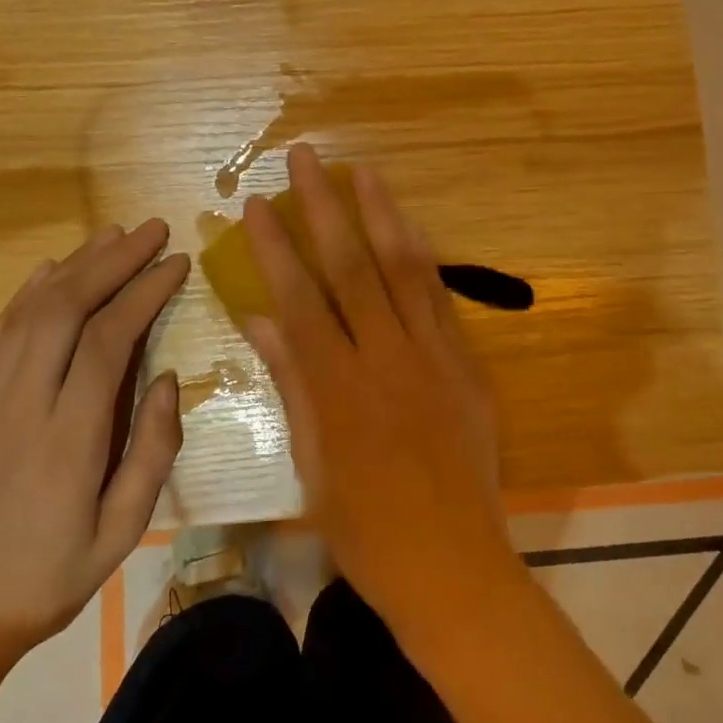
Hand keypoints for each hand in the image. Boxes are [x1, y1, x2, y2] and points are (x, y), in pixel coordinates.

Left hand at [0, 220, 189, 675]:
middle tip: (149, 230)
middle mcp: (20, 406)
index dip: (144, 291)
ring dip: (71, 266)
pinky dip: (24, 295)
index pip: (109, 339)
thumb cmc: (48, 579)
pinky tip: (48, 273)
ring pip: (26, 312)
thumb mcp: (122, 532)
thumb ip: (151, 451)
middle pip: (64, 309)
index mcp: (68, 439)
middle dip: (112, 260)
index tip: (175, 262)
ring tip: (109, 236)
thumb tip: (164, 378)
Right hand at [243, 146, 516, 639]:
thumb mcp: (311, 461)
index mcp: (337, 388)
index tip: (257, 205)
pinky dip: (422, 258)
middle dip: (324, 208)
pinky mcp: (465, 366)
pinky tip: (409, 229)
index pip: (299, 298)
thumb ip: (292, 382)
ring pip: (404, 269)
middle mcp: (385, 359)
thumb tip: (259, 320)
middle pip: (350, 267)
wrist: (452, 564)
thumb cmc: (365, 528)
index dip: (275, 248)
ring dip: (381, 215)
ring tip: (363, 172)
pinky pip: (441, 300)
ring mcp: (432, 357)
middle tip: (306, 158)